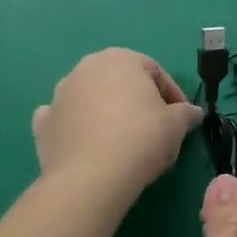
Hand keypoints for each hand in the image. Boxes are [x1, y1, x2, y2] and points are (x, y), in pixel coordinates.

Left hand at [32, 49, 202, 202]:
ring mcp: (60, 94)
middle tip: (155, 128)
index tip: (182, 118)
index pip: (155, 71)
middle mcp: (86, 68)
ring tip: (123, 141)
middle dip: (138, 101)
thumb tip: (194, 113)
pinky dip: (76, 127)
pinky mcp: (43, 124)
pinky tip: (88, 144)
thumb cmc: (141, 138)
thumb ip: (186, 113)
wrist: (91, 177)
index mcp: (120, 59)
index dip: (173, 95)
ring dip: (107, 112)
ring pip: (91, 98)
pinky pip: (66, 120)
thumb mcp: (176, 124)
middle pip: (121, 82)